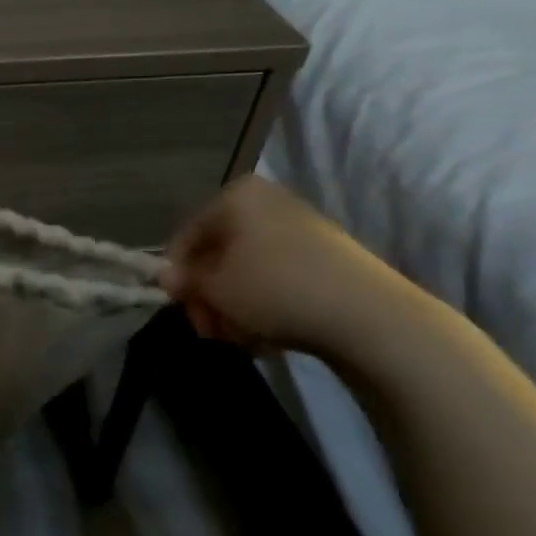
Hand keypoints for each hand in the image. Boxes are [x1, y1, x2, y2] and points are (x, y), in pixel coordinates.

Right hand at [162, 176, 408, 357]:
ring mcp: (298, 229)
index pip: (187, 236)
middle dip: (210, 296)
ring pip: (246, 271)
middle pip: (218, 254)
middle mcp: (266, 203)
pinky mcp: (324, 259)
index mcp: (236, 196)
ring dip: (235, 307)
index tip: (183, 310)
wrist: (369, 316)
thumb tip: (166, 277)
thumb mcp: (216, 288)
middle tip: (211, 330)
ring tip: (243, 338)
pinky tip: (268, 336)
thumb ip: (185, 281)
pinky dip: (265, 307)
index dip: (178, 276)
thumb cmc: (276, 289)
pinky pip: (276, 280)